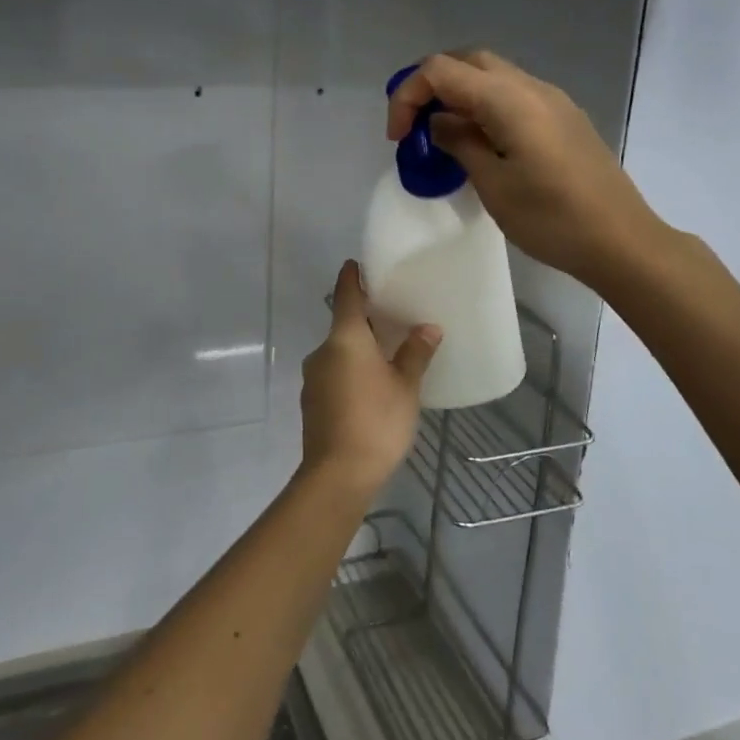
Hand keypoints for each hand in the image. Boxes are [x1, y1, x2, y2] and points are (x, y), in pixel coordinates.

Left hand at [299, 262, 440, 497]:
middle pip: (342, 325)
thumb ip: (415, 354)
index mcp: (344, 339)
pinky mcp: (312, 401)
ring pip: (338, 352)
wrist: (337, 475)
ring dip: (358, 349)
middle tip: (391, 316)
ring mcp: (313, 377)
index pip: (345, 295)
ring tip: (386, 354)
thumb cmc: (376, 422)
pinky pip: (334, 373)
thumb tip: (428, 328)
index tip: (356, 264)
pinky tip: (370, 386)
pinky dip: (350, 370)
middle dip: (364, 319)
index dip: (351, 278)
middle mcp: (322, 351)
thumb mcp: (405, 387)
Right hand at [386, 50, 658, 288]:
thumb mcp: (493, 185)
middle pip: (467, 61)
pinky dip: (484, 106)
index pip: (440, 70)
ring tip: (442, 136)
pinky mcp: (564, 118)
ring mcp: (553, 100)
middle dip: (431, 85)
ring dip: (458, 95)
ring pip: (492, 75)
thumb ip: (460, 143)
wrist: (622, 241)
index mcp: (509, 100)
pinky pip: (513, 95)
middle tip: (414, 126)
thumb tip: (439, 122)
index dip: (407, 95)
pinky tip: (480, 143)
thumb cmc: (552, 219)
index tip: (398, 138)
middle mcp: (531, 87)